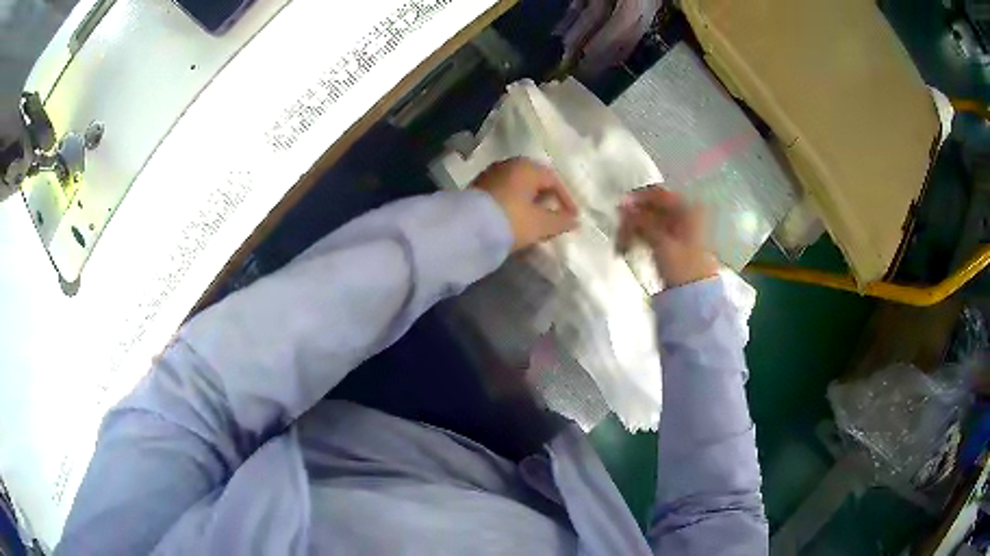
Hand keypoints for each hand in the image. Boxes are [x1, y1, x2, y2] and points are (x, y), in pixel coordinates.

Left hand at [472, 158, 578, 250]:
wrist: (466, 229)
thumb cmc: (511, 220)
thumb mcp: (540, 224)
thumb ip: (560, 221)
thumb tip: (574, 221)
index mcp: (527, 167)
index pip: (553, 180)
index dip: (565, 200)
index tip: (571, 218)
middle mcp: (508, 165)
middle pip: (534, 183)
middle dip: (546, 202)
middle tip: (553, 220)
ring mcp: (490, 175)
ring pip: (517, 190)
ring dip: (528, 206)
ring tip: (534, 225)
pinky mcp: (477, 189)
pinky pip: (503, 196)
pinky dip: (513, 207)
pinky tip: (514, 223)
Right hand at [616, 186, 718, 287]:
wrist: (697, 297)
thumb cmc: (683, 267)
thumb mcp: (661, 242)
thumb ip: (641, 221)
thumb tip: (623, 205)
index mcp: (688, 209)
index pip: (658, 194)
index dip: (637, 199)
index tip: (619, 210)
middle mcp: (685, 215)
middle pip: (653, 208)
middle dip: (633, 219)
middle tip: (617, 234)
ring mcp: (680, 230)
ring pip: (650, 222)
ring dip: (633, 231)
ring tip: (620, 248)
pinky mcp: (674, 245)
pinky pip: (653, 234)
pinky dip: (640, 238)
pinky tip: (627, 249)